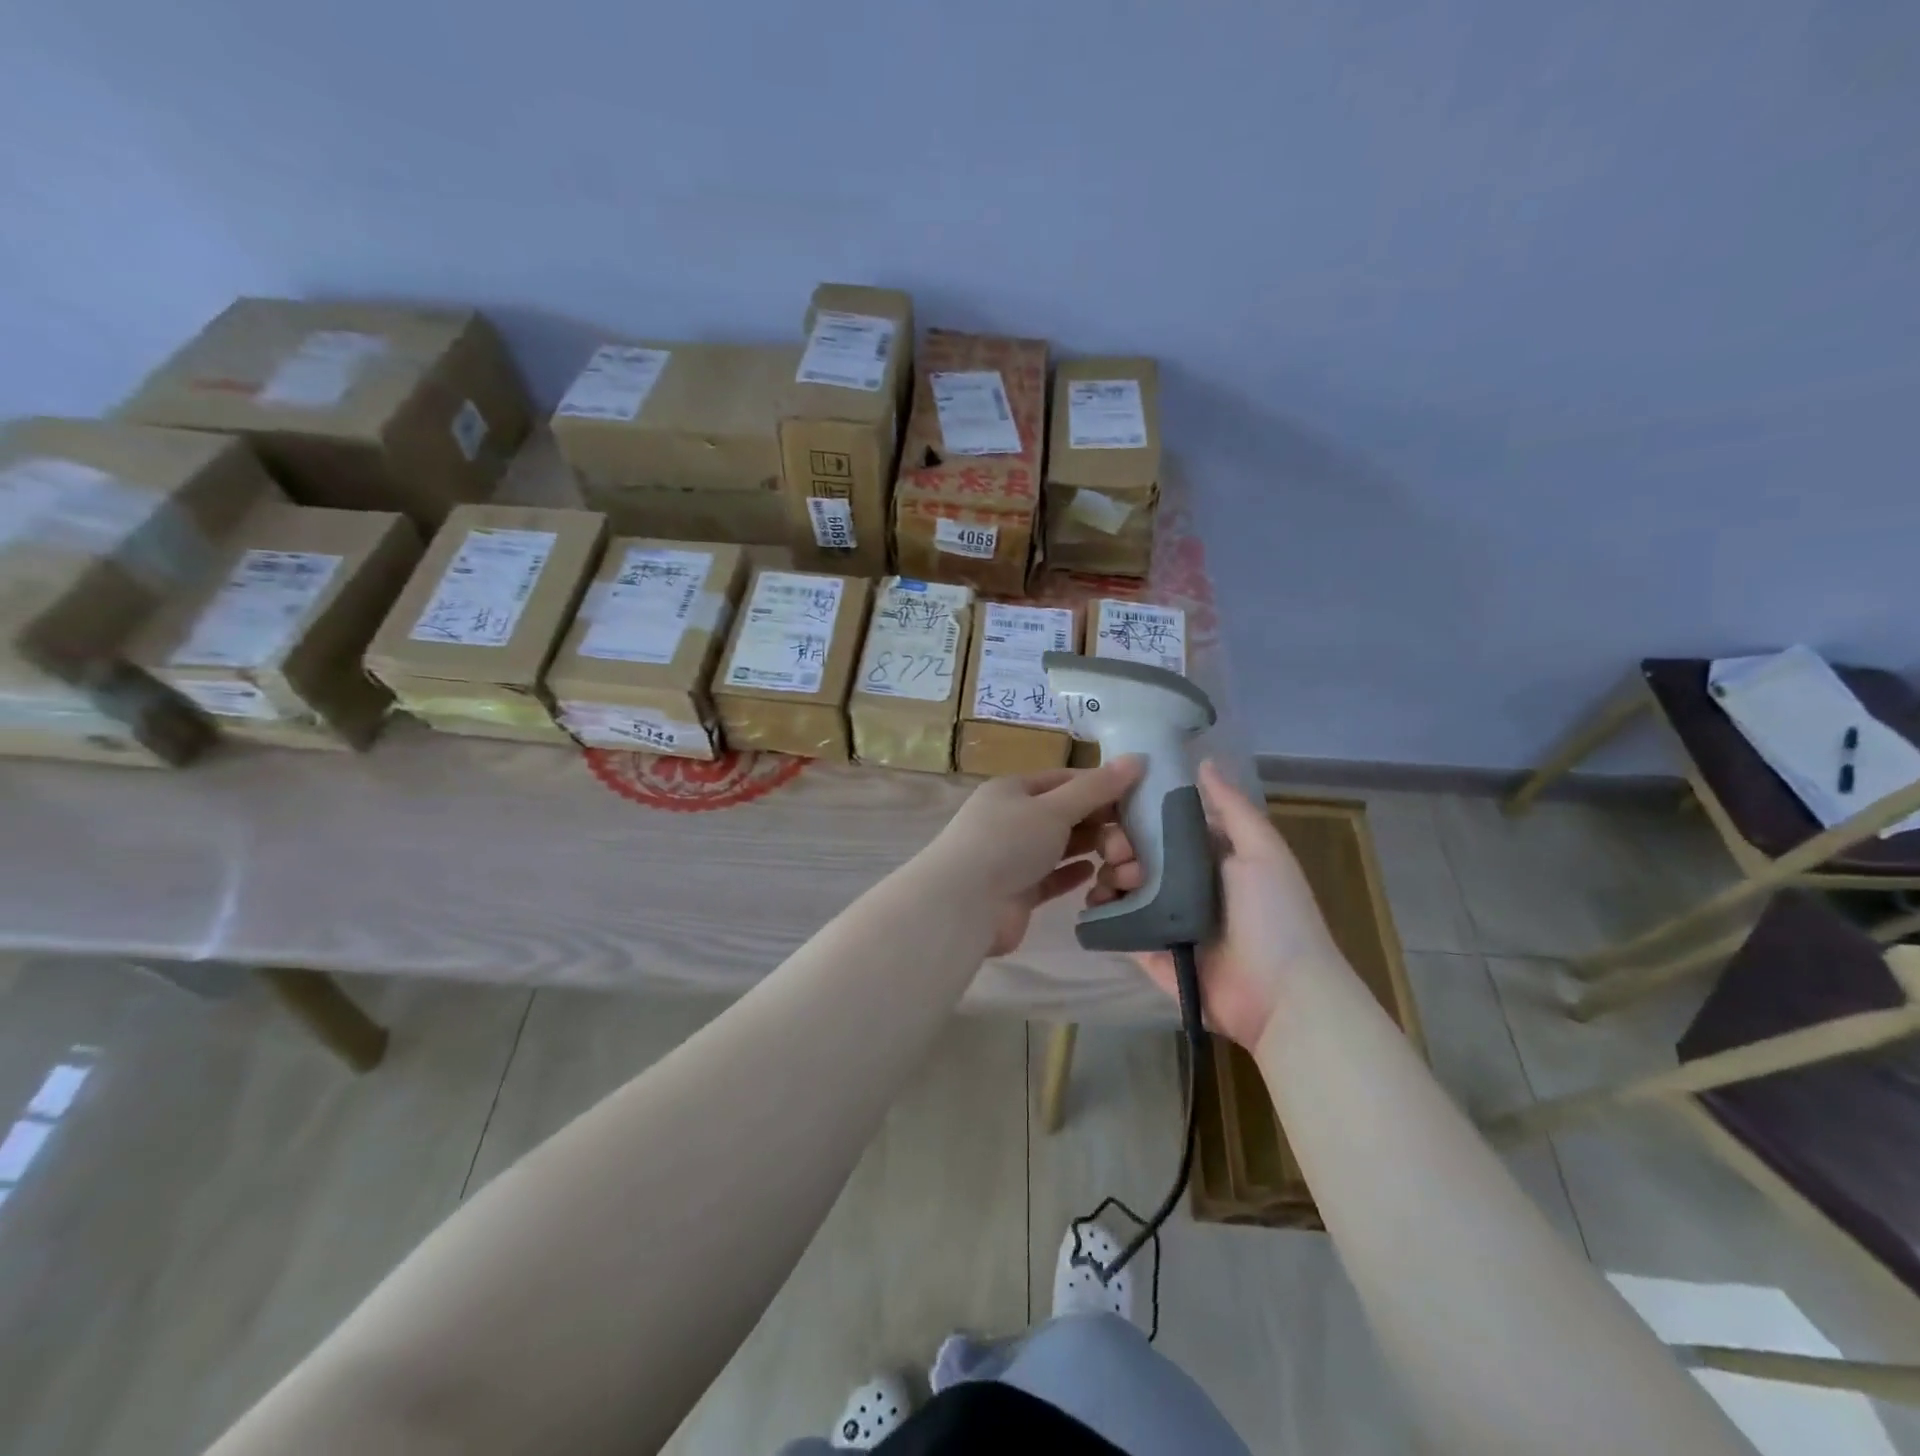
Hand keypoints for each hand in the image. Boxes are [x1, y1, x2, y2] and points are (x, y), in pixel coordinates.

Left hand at [929, 756, 1145, 956]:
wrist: (963, 905)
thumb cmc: (1008, 843)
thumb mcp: (1055, 808)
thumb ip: (1097, 788)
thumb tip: (1137, 758)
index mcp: (1013, 790)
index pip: (1064, 779)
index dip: (1100, 785)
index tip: (1137, 796)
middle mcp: (1011, 819)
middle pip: (1064, 814)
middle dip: (1099, 822)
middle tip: (1132, 838)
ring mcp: (1012, 857)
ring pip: (1060, 847)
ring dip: (1090, 849)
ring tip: (1123, 857)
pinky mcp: (1017, 891)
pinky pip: (1052, 877)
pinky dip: (1072, 874)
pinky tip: (1096, 873)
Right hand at [1087, 760, 1342, 1047]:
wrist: (1283, 997)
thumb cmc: (1275, 916)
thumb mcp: (1262, 852)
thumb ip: (1233, 809)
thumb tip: (1204, 761)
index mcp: (1211, 860)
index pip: (1165, 828)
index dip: (1140, 816)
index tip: (1118, 811)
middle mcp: (1186, 887)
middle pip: (1139, 858)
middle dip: (1119, 849)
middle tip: (1114, 855)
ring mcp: (1167, 923)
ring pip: (1124, 891)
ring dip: (1108, 879)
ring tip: (1106, 883)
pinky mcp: (1151, 955)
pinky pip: (1119, 931)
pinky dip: (1102, 917)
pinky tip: (1091, 906)